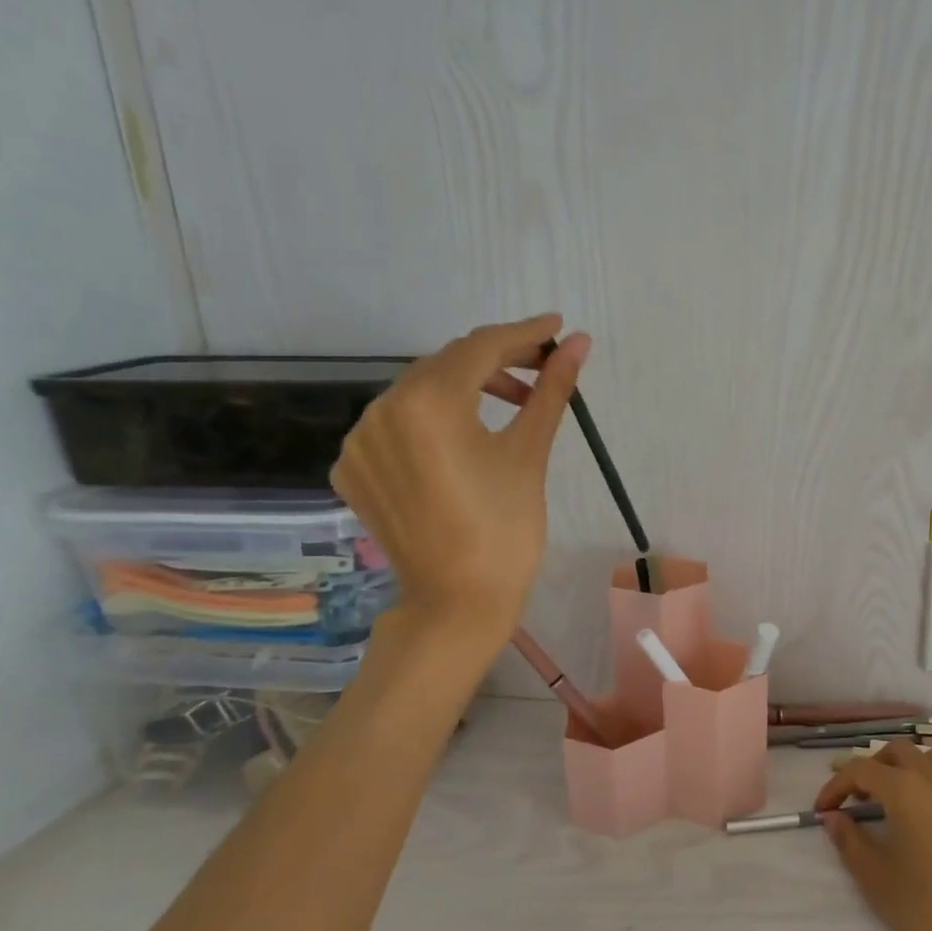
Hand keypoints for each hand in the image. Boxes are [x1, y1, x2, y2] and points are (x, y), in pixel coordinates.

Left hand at [331, 315, 589, 639]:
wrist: (457, 603)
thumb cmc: (505, 531)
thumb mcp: (529, 454)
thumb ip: (550, 391)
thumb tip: (578, 343)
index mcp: (427, 403)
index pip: (479, 348)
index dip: (522, 334)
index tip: (556, 327)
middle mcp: (381, 410)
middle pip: (446, 365)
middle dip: (496, 361)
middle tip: (542, 369)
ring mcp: (359, 441)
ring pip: (419, 392)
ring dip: (465, 388)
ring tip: (511, 403)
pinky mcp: (353, 468)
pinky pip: (397, 424)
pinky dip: (432, 419)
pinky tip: (463, 437)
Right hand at [814, 742, 931, 930]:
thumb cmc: (928, 908)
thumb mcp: (876, 879)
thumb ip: (849, 841)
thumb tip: (833, 817)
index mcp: (905, 789)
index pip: (860, 770)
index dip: (836, 786)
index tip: (824, 810)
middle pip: (897, 752)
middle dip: (872, 768)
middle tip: (859, 799)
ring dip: (908, 767)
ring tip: (898, 798)